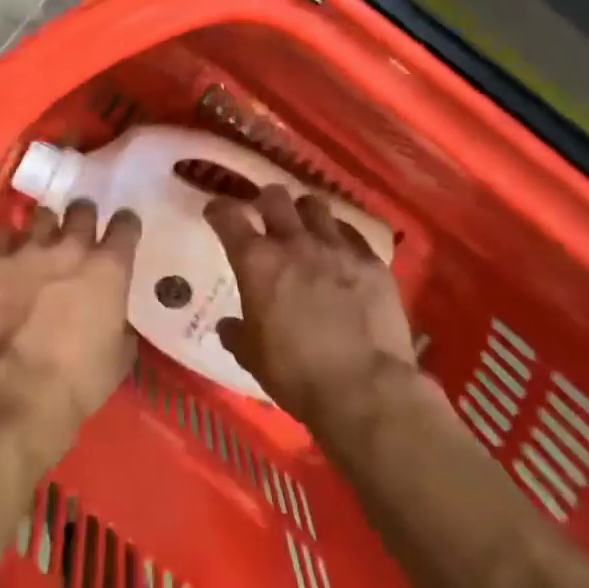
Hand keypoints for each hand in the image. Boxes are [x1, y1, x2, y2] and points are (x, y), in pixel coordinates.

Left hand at [0, 201, 140, 470]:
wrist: (18, 389)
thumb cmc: (79, 381)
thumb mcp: (119, 358)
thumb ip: (120, 325)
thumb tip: (115, 318)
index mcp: (108, 269)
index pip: (125, 226)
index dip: (125, 225)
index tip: (123, 229)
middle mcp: (72, 247)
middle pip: (81, 210)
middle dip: (83, 216)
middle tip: (79, 231)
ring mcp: (30, 249)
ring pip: (42, 215)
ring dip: (45, 226)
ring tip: (42, 240)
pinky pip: (0, 234)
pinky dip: (5, 241)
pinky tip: (6, 253)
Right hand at [205, 187, 416, 426]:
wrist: (366, 390)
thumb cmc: (297, 375)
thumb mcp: (253, 357)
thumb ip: (237, 334)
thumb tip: (227, 326)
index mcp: (256, 261)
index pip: (228, 215)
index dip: (219, 210)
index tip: (216, 212)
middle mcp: (294, 242)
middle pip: (275, 197)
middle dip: (267, 201)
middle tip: (267, 215)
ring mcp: (336, 248)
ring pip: (316, 205)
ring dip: (306, 213)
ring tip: (307, 228)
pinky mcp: (372, 262)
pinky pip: (353, 235)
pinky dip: (342, 240)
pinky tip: (344, 256)